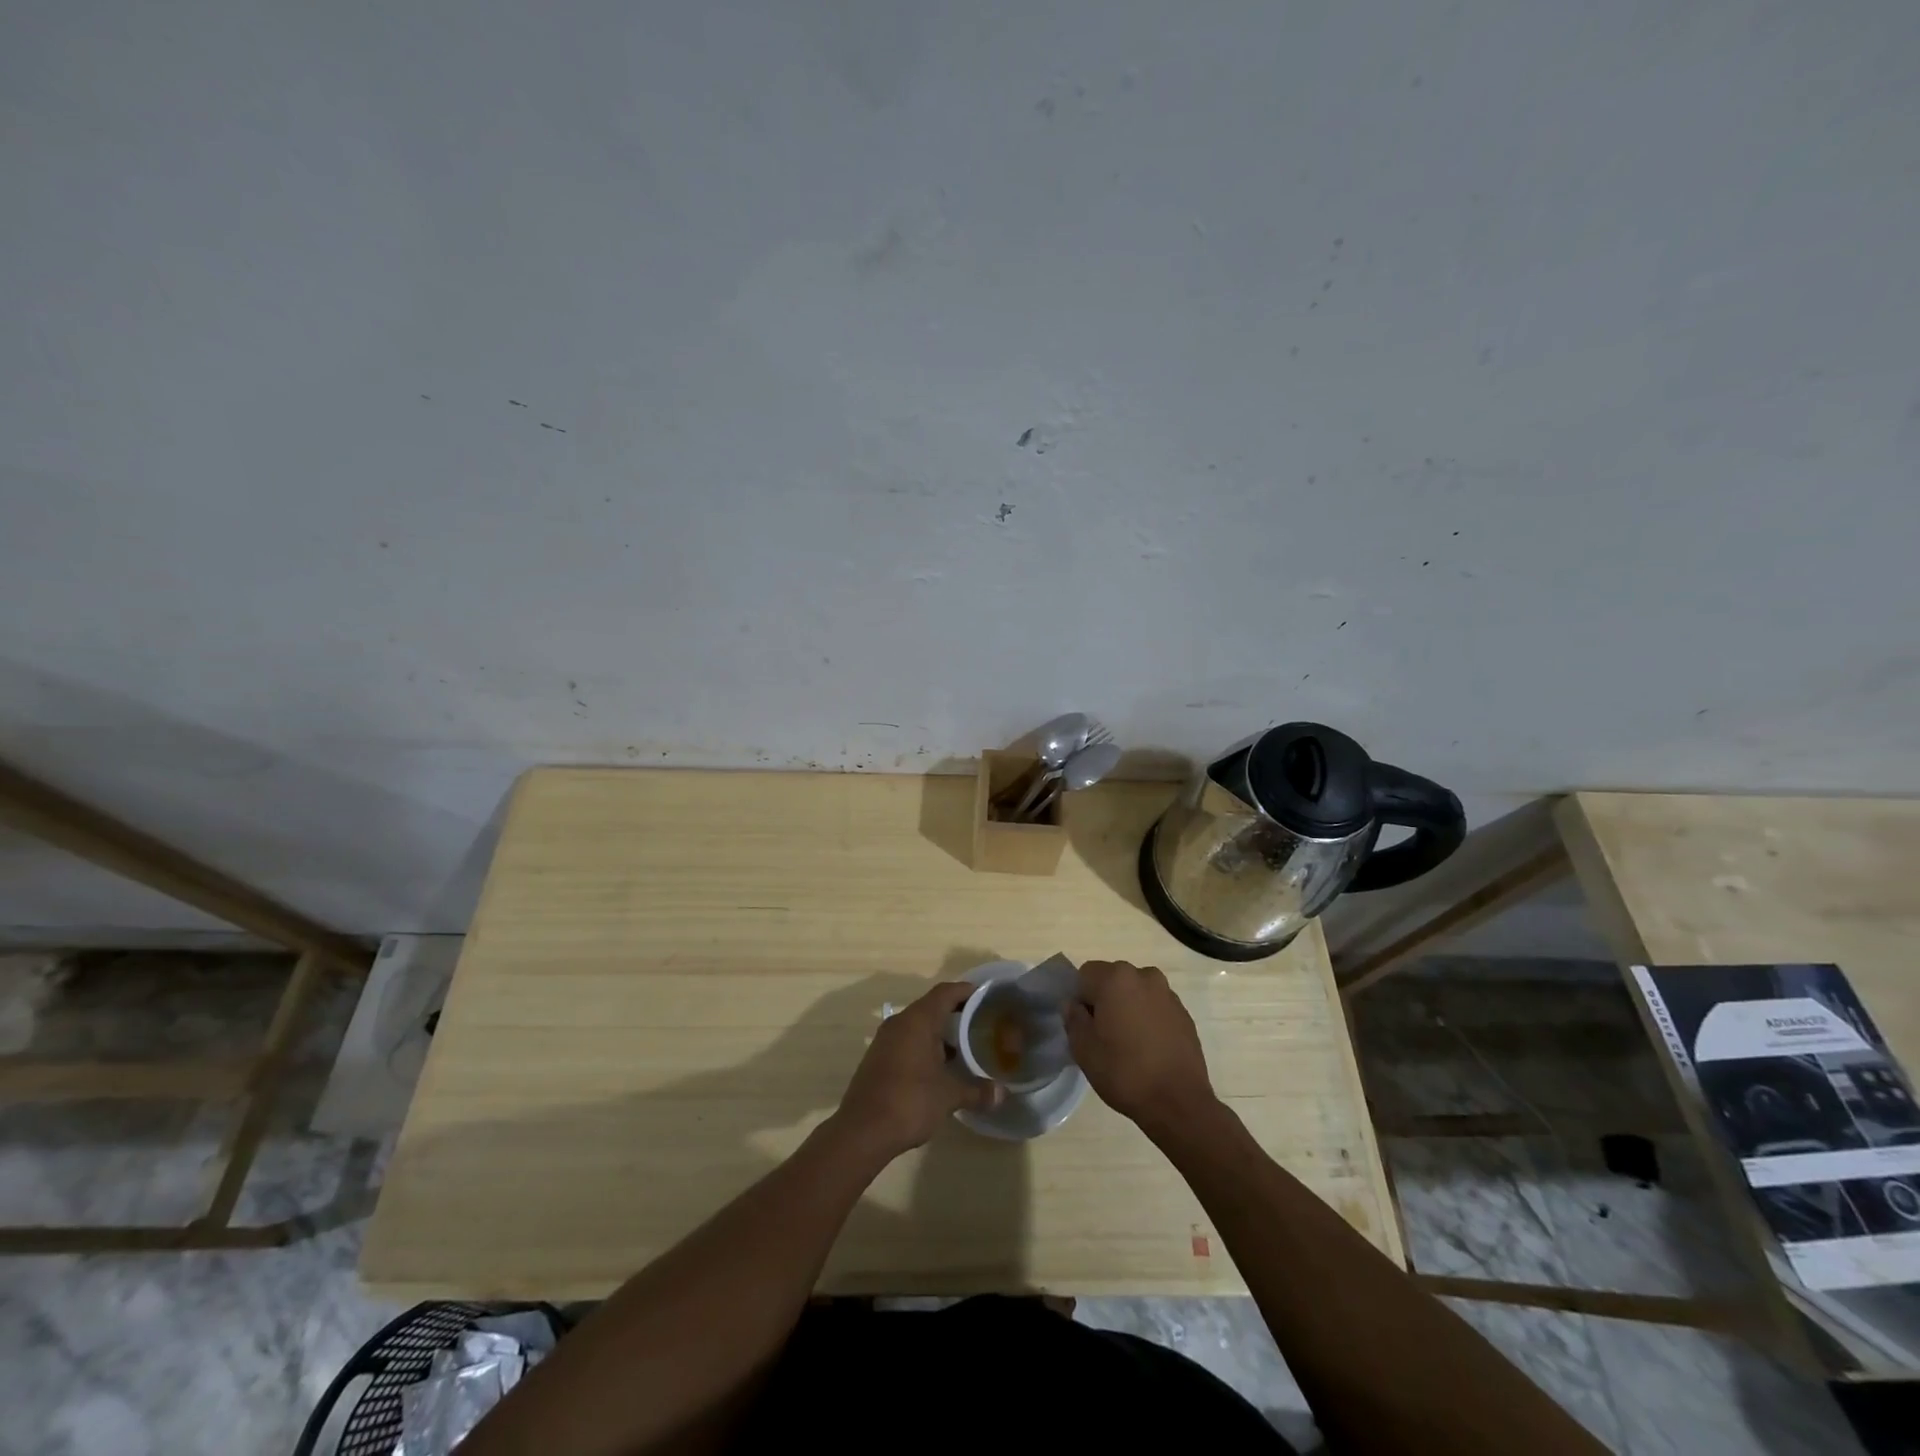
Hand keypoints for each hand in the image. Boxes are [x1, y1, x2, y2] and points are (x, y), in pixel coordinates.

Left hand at [834, 981, 1000, 1161]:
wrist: (862, 1131)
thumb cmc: (910, 1102)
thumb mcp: (949, 1097)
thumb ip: (977, 1091)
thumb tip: (1002, 1093)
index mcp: (918, 1020)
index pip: (945, 992)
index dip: (966, 991)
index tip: (985, 996)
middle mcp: (900, 1022)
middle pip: (931, 1006)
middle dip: (955, 1013)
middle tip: (980, 1024)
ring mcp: (885, 1040)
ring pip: (917, 1025)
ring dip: (939, 1032)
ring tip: (964, 1047)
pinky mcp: (878, 1057)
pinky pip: (906, 1041)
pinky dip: (924, 1046)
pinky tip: (939, 1067)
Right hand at [1065, 960, 1217, 1133]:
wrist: (1179, 1102)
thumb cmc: (1124, 1072)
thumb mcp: (1083, 1049)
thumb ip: (1073, 1018)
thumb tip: (1074, 1004)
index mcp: (1116, 978)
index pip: (1084, 975)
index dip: (1080, 999)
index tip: (1086, 1027)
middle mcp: (1144, 976)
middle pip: (1112, 980)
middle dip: (1104, 1000)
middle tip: (1104, 1035)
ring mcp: (1168, 993)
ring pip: (1135, 992)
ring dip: (1128, 1007)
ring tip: (1129, 1042)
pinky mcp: (1184, 1013)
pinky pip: (1156, 1006)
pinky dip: (1148, 1018)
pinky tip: (1149, 1048)